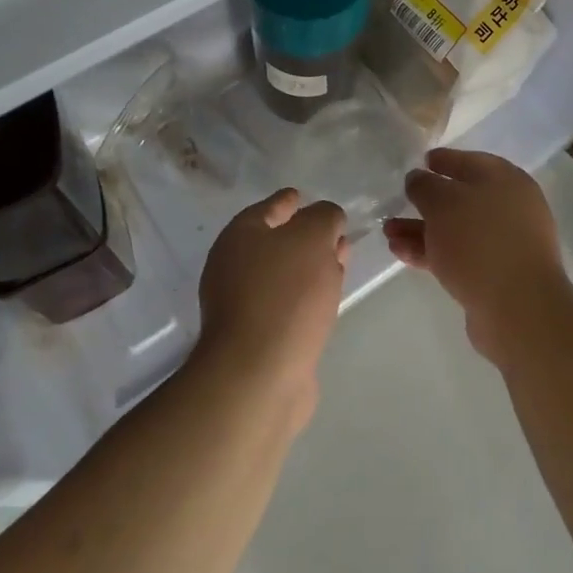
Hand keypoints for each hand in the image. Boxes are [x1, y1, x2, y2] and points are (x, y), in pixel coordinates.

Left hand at [196, 188, 347, 429]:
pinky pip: (287, 303)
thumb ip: (324, 217)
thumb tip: (327, 220)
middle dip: (306, 236)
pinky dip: (306, 296)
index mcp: (240, 236)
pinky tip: (326, 300)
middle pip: (275, 241)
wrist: (259, 375)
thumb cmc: (286, 295)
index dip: (289, 200)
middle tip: (335, 233)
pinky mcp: (257, 337)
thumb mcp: (313, 238)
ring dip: (311, 267)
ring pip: (284, 274)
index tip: (304, 197)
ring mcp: (242, 304)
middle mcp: (233, 266)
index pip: (269, 207)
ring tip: (339, 264)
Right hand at [385, 149, 572, 369]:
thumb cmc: (480, 241)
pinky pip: (459, 255)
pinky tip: (402, 254)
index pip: (471, 161)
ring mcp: (504, 243)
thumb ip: (425, 186)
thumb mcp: (443, 203)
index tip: (421, 162)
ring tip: (389, 233)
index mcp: (505, 180)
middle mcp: (510, 208)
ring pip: (456, 230)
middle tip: (398, 203)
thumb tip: (418, 178)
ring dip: (422, 230)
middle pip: (462, 199)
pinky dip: (432, 252)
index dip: (444, 160)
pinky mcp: (496, 275)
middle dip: (426, 203)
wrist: (517, 308)